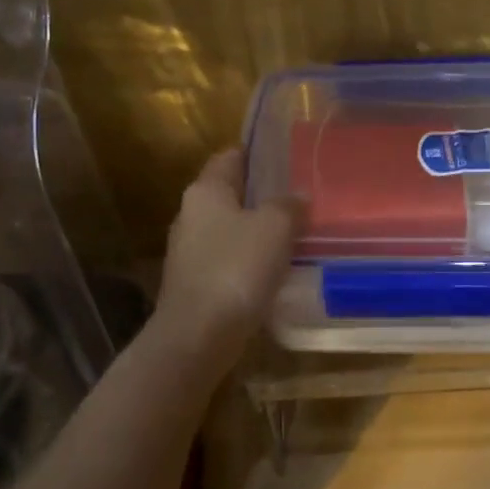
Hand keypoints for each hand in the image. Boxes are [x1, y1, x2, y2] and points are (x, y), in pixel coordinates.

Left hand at [153, 149, 300, 356]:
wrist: (198, 336)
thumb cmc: (236, 268)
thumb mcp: (274, 228)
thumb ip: (288, 206)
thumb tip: (296, 197)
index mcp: (205, 191)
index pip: (230, 157)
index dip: (258, 153)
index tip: (288, 156)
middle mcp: (191, 215)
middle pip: (230, 194)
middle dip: (262, 196)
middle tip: (300, 198)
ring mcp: (189, 252)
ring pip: (230, 230)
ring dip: (258, 231)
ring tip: (295, 235)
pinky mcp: (195, 284)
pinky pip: (228, 261)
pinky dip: (250, 261)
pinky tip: (276, 271)